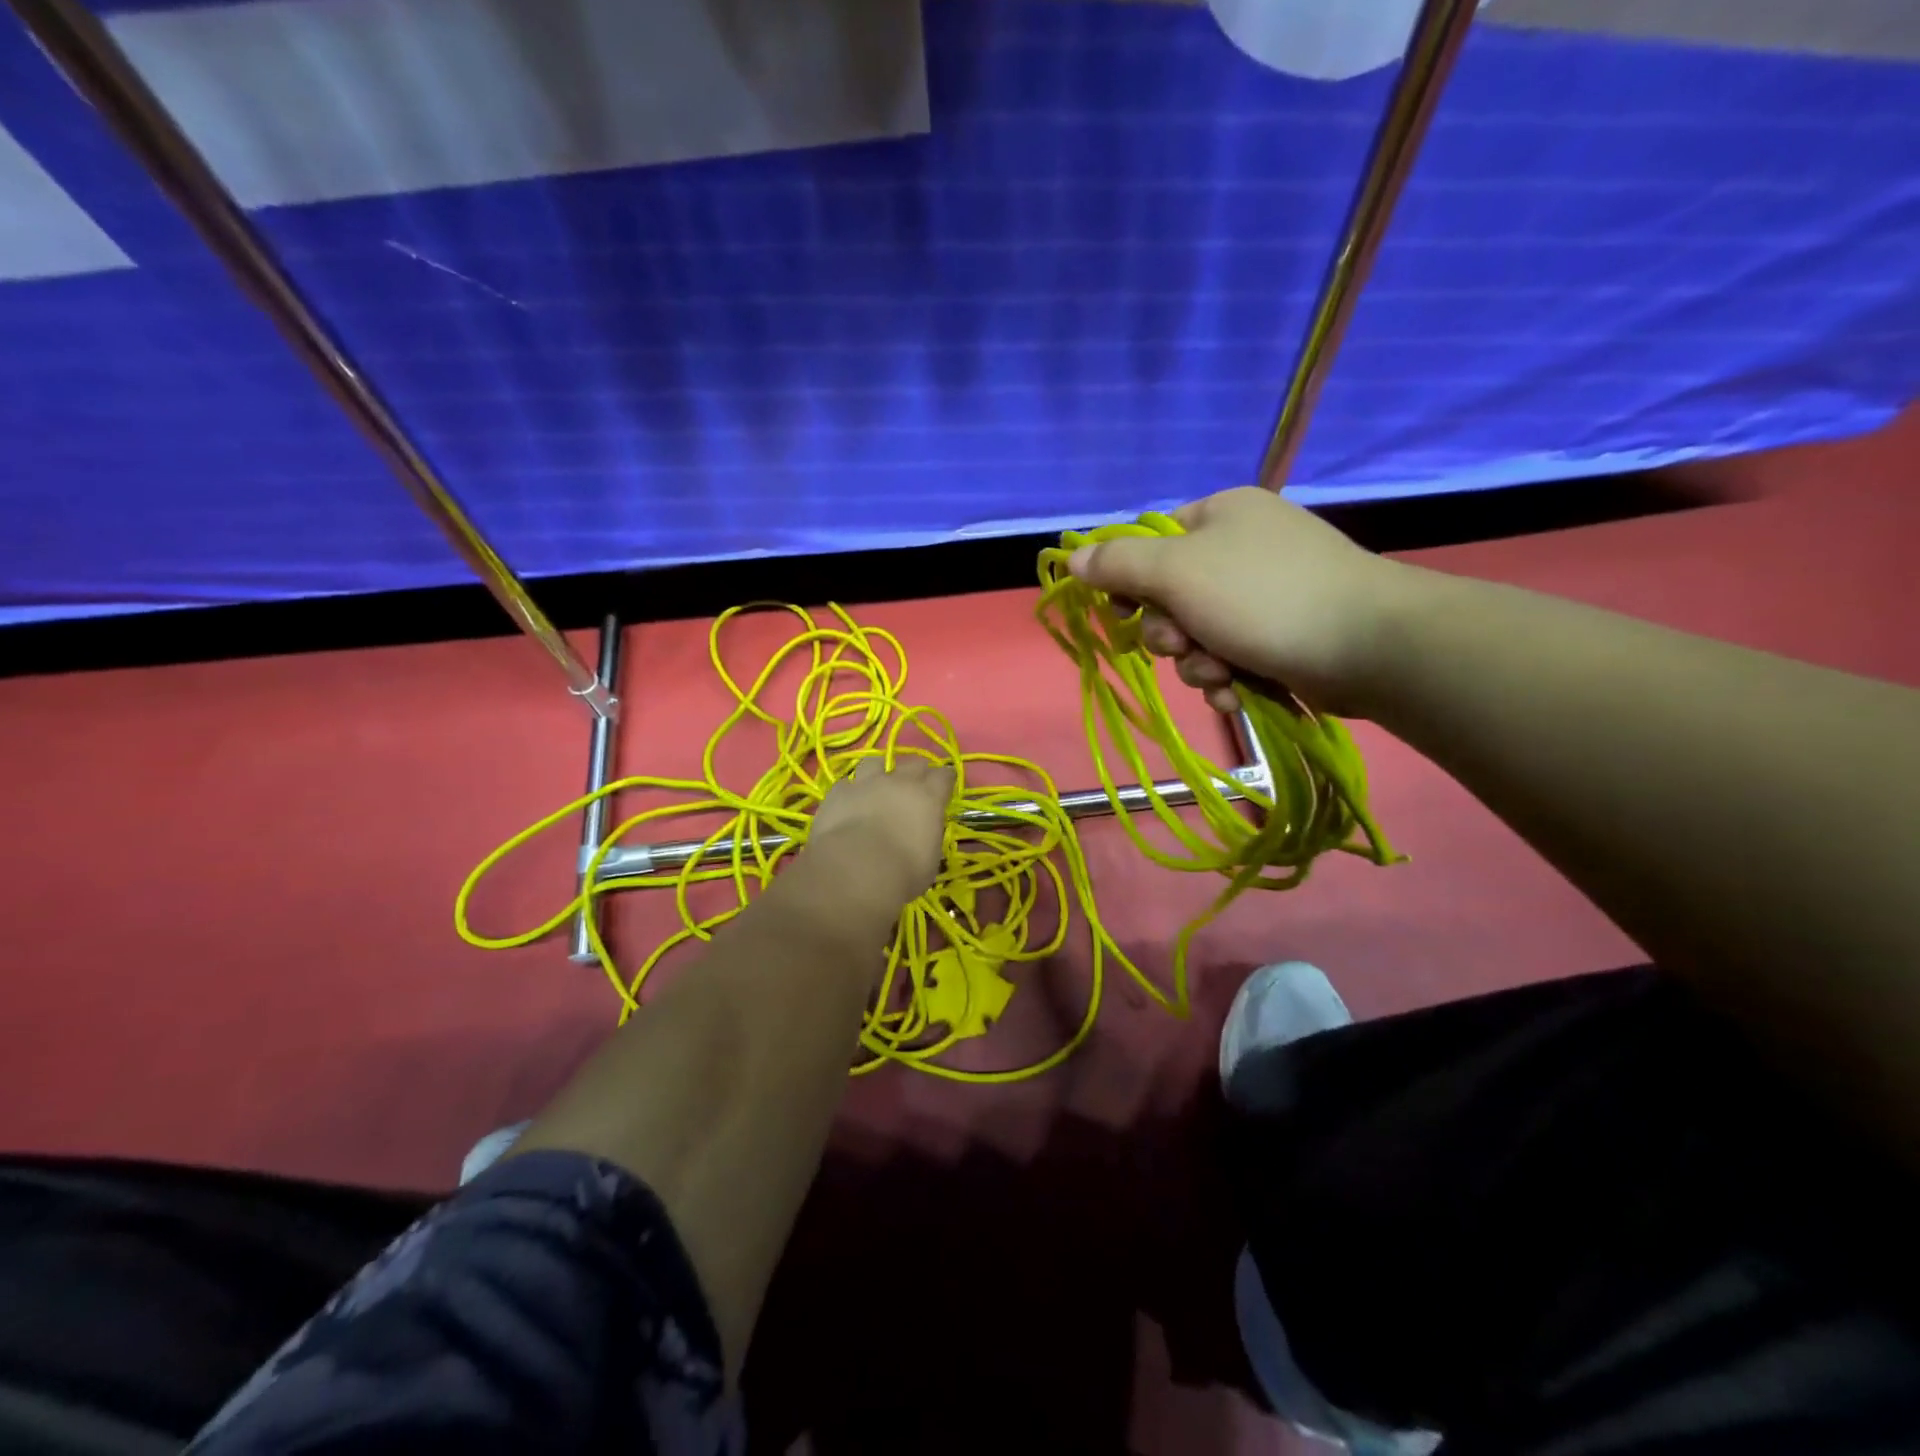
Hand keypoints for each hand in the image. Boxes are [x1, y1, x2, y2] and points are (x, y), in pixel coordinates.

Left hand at [809, 757, 955, 906]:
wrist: (855, 870)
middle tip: (915, 785)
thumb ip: (928, 838)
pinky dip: (849, 792)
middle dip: (917, 772)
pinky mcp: (838, 793)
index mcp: (928, 797)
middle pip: (913, 764)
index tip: (945, 787)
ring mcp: (866, 783)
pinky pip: (846, 784)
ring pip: (875, 762)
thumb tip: (923, 834)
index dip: (945, 780)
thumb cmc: (903, 872)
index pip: (944, 776)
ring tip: (877, 784)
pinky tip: (848, 803)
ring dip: (879, 771)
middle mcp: (899, 782)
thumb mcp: (930, 860)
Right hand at [1068, 487, 1416, 716]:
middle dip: (1171, 634)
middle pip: (1173, 596)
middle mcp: (1244, 547)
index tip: (1128, 612)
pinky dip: (1228, 677)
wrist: (1370, 645)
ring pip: (1200, 635)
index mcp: (1221, 515)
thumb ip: (1119, 564)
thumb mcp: (1178, 573)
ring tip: (1221, 676)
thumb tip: (1073, 557)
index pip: (1152, 544)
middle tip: (1184, 646)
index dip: (1132, 582)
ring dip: (1198, 663)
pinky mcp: (1286, 634)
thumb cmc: (1263, 598)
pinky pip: (1233, 655)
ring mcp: (1268, 593)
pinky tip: (1237, 692)